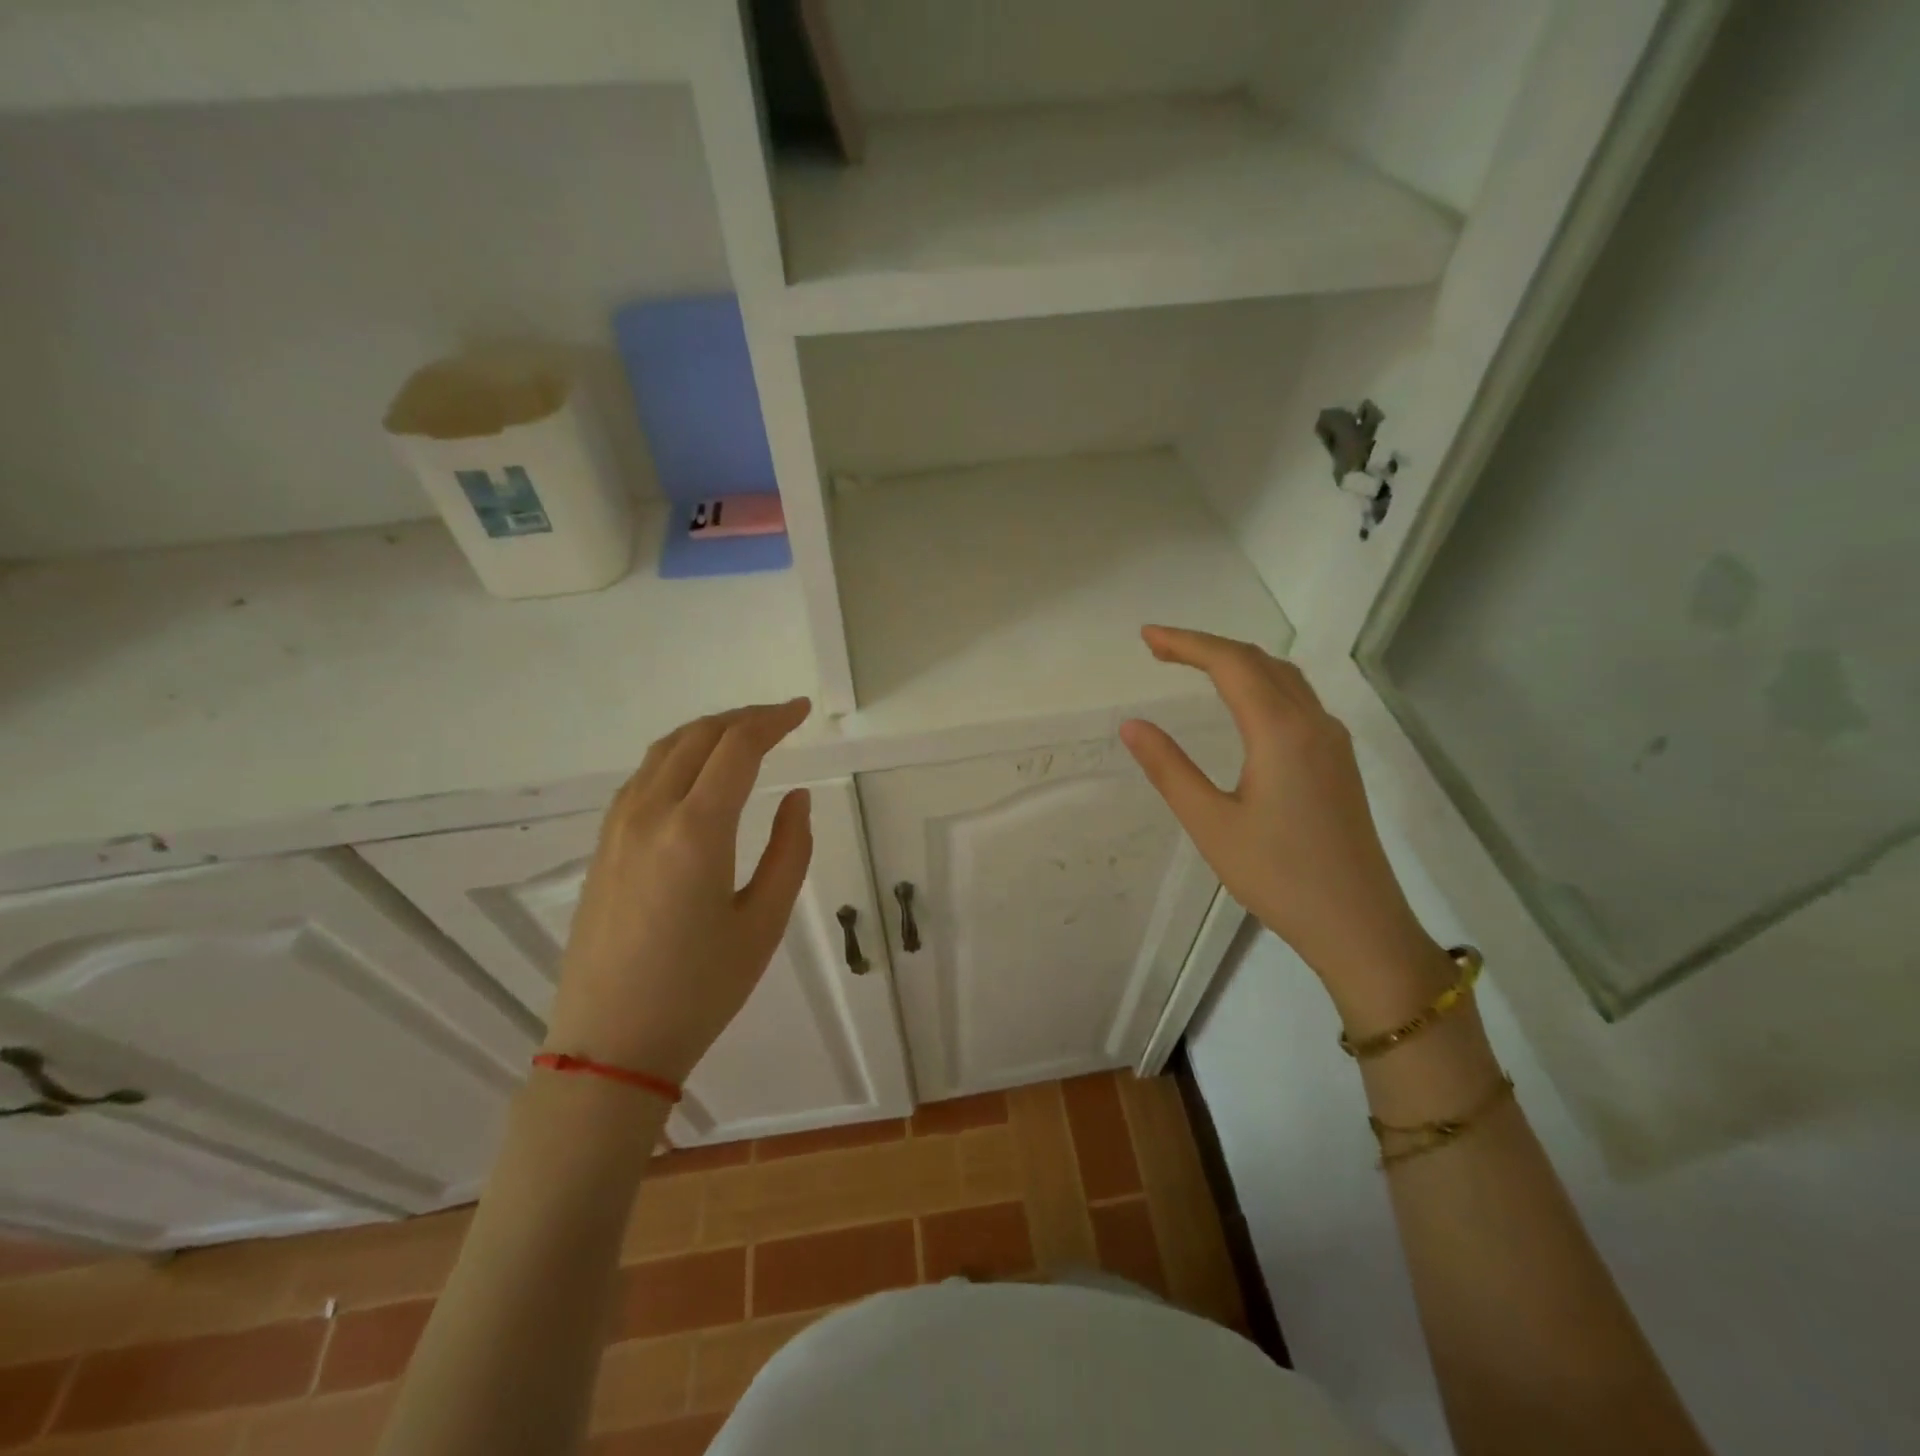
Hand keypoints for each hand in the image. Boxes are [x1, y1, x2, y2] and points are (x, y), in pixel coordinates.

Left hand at [544, 699, 813, 1084]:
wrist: (610, 1045)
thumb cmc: (699, 989)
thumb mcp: (764, 923)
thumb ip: (790, 851)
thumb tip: (796, 797)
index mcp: (696, 830)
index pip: (737, 747)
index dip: (773, 720)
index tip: (803, 710)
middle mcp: (650, 814)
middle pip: (698, 736)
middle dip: (743, 717)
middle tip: (781, 718)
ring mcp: (617, 827)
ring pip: (664, 751)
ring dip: (708, 732)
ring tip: (744, 736)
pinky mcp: (602, 846)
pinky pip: (643, 777)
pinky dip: (678, 756)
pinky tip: (697, 773)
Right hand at [1119, 627, 1436, 988]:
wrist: (1359, 925)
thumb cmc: (1278, 876)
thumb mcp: (1211, 824)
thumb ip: (1170, 769)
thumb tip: (1132, 725)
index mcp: (1281, 732)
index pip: (1230, 665)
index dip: (1186, 643)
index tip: (1147, 637)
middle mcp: (1313, 724)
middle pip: (1259, 662)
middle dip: (1207, 647)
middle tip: (1159, 650)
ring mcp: (1332, 742)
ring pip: (1284, 678)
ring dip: (1238, 662)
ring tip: (1195, 666)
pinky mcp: (1338, 762)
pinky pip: (1298, 700)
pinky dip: (1261, 684)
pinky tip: (1244, 704)